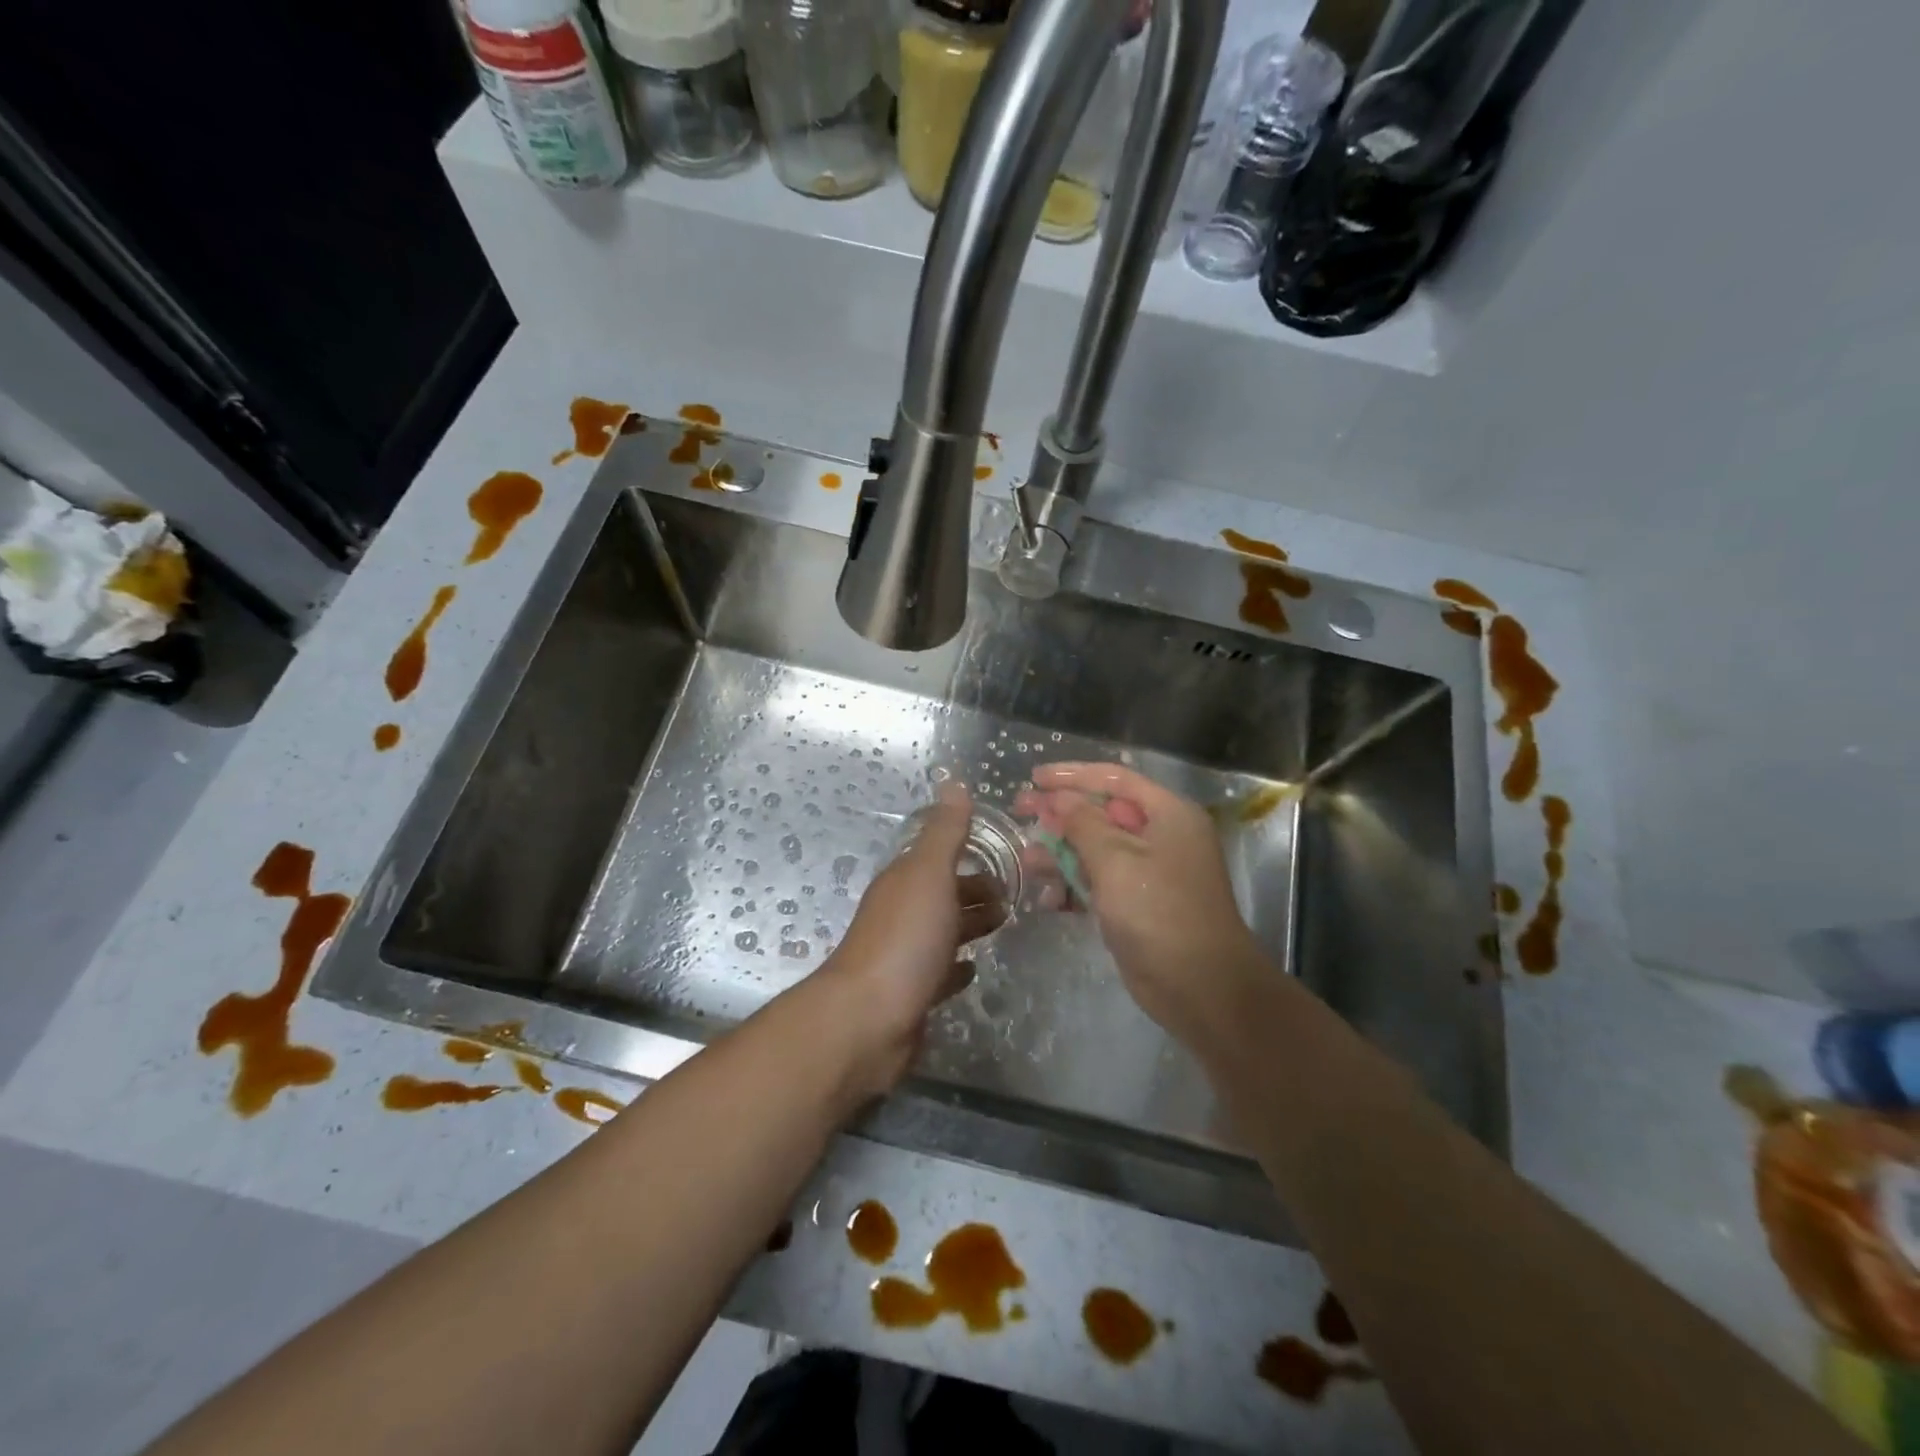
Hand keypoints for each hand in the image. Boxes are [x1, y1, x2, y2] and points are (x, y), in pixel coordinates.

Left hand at [815, 782, 1004, 1098]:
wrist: (868, 1019)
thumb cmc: (905, 939)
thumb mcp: (930, 875)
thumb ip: (946, 832)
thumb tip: (953, 781)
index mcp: (904, 881)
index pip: (938, 858)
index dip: (969, 854)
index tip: (1008, 856)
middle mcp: (901, 913)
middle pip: (943, 894)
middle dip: (975, 890)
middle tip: (1016, 894)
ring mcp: (905, 956)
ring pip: (942, 931)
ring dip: (969, 925)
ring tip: (1005, 924)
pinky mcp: (912, 995)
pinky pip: (939, 973)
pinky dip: (957, 967)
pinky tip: (973, 970)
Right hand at [1016, 763, 1276, 1057]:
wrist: (1201, 988)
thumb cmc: (1159, 912)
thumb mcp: (1115, 860)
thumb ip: (1082, 823)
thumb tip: (1060, 798)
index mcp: (1168, 814)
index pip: (1116, 779)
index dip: (1072, 775)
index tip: (1034, 778)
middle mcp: (1162, 837)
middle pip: (1103, 813)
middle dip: (1061, 816)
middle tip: (1021, 813)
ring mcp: (1151, 873)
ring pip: (1097, 850)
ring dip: (1062, 854)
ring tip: (1028, 863)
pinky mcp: (1139, 905)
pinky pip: (1100, 883)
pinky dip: (1075, 887)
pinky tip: (1050, 900)